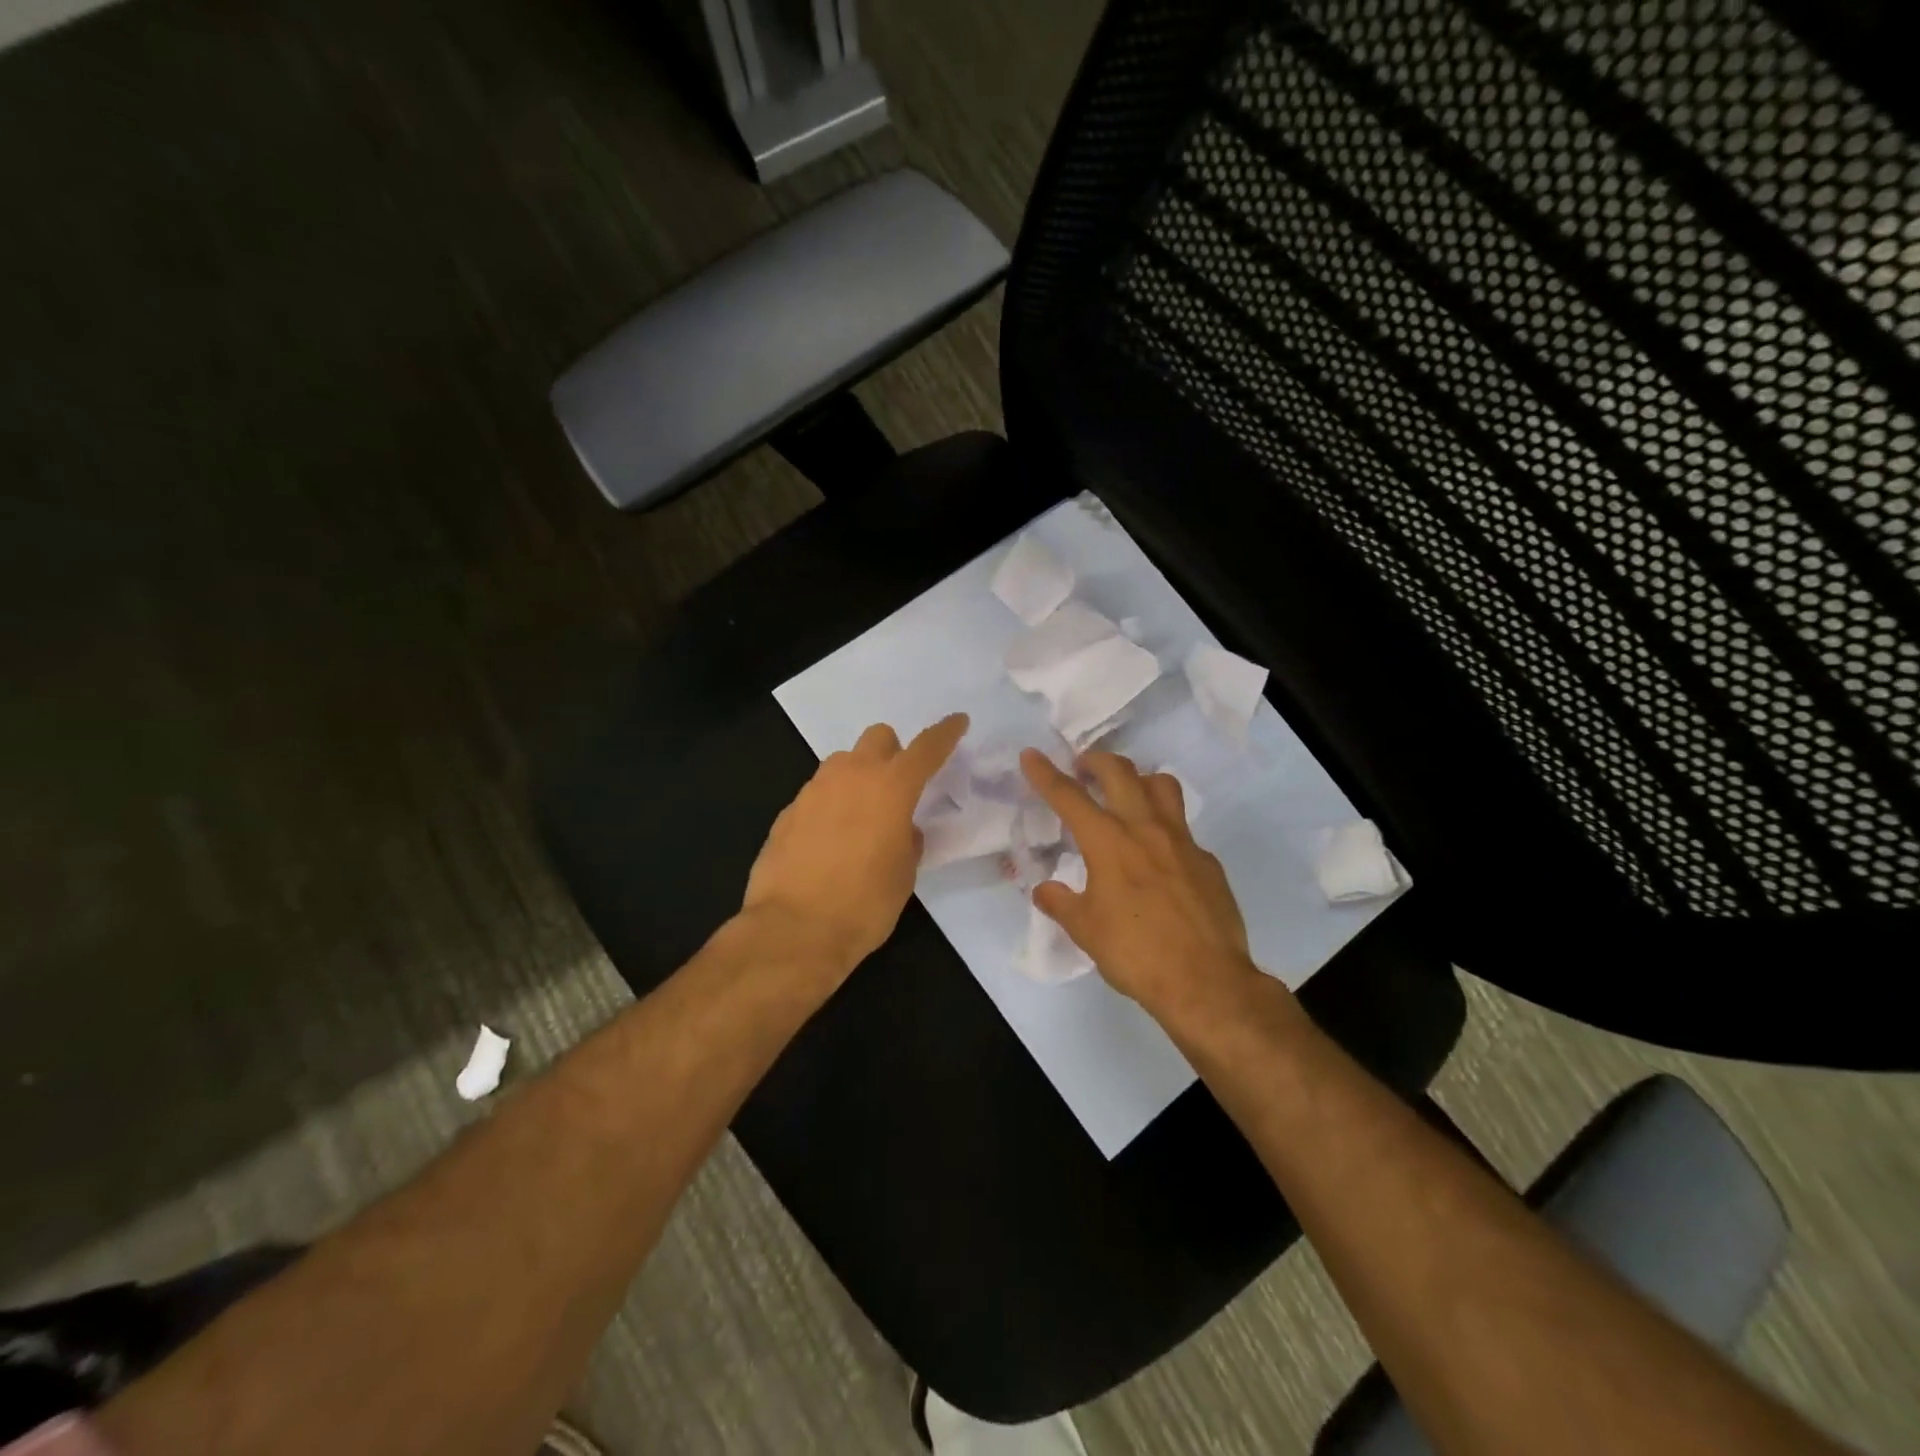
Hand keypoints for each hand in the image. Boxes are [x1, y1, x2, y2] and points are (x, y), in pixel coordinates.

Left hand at [743, 714, 968, 978]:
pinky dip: (830, 806)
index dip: (946, 733)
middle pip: (878, 738)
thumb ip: (908, 840)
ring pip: (843, 763)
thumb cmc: (864, 904)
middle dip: (892, 752)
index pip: (926, 748)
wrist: (794, 930)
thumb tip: (901, 830)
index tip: (957, 722)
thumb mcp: (904, 874)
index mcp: (891, 787)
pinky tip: (829, 842)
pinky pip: (817, 794)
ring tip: (861, 819)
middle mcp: (851, 776)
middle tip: (897, 787)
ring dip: (858, 778)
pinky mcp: (787, 812)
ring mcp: (814, 790)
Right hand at [1020, 748, 1261, 1019]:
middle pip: (1119, 772)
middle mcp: (1145, 829)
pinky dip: (1164, 828)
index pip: (1069, 796)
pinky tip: (1158, 856)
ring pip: (1162, 785)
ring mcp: (1182, 841)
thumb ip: (1061, 903)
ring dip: (1138, 779)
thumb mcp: (1085, 930)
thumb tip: (1044, 890)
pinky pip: (1183, 829)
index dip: (1045, 774)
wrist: (1205, 981)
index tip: (1031, 755)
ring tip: (1126, 793)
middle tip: (1082, 766)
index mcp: (1108, 842)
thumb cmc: (1135, 953)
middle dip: (1095, 760)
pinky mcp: (1207, 861)